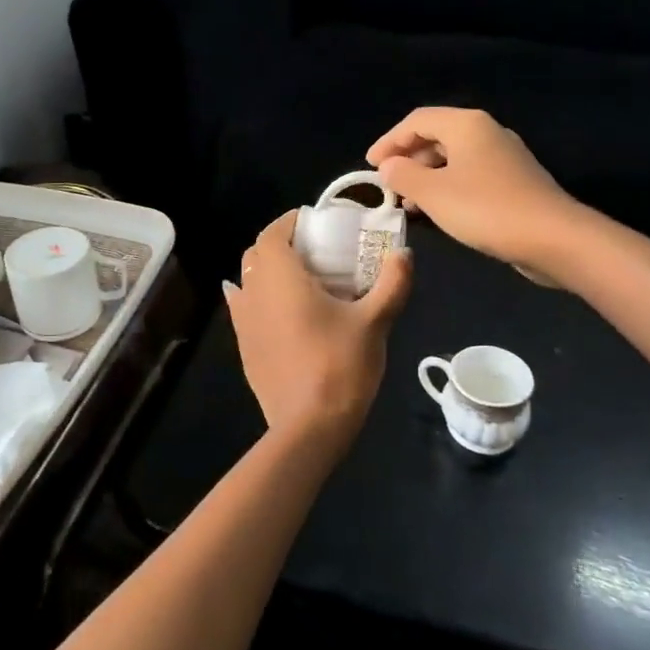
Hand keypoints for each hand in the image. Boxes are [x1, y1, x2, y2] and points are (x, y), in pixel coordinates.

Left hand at [223, 212, 411, 449]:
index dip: (290, 222)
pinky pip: (244, 308)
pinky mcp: (244, 347)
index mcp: (280, 277)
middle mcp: (253, 292)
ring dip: (268, 271)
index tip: (315, 223)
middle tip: (315, 251)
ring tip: (302, 281)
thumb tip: (405, 254)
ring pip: (248, 281)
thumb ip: (392, 283)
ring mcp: (243, 322)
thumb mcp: (375, 322)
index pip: (273, 233)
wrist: (308, 426)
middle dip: (281, 244)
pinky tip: (280, 310)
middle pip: (257, 254)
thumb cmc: (340, 365)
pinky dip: (258, 298)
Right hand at [367, 107, 575, 269]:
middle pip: (436, 135)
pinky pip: (469, 174)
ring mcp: (504, 156)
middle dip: (407, 158)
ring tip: (407, 203)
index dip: (389, 141)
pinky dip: (447, 186)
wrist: (553, 238)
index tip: (369, 166)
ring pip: (453, 157)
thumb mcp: (433, 193)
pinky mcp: (514, 180)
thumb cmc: (486, 209)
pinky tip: (438, 210)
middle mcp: (486, 132)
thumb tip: (388, 166)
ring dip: (425, 175)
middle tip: (387, 184)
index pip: (416, 120)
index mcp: (466, 125)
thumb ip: (403, 175)